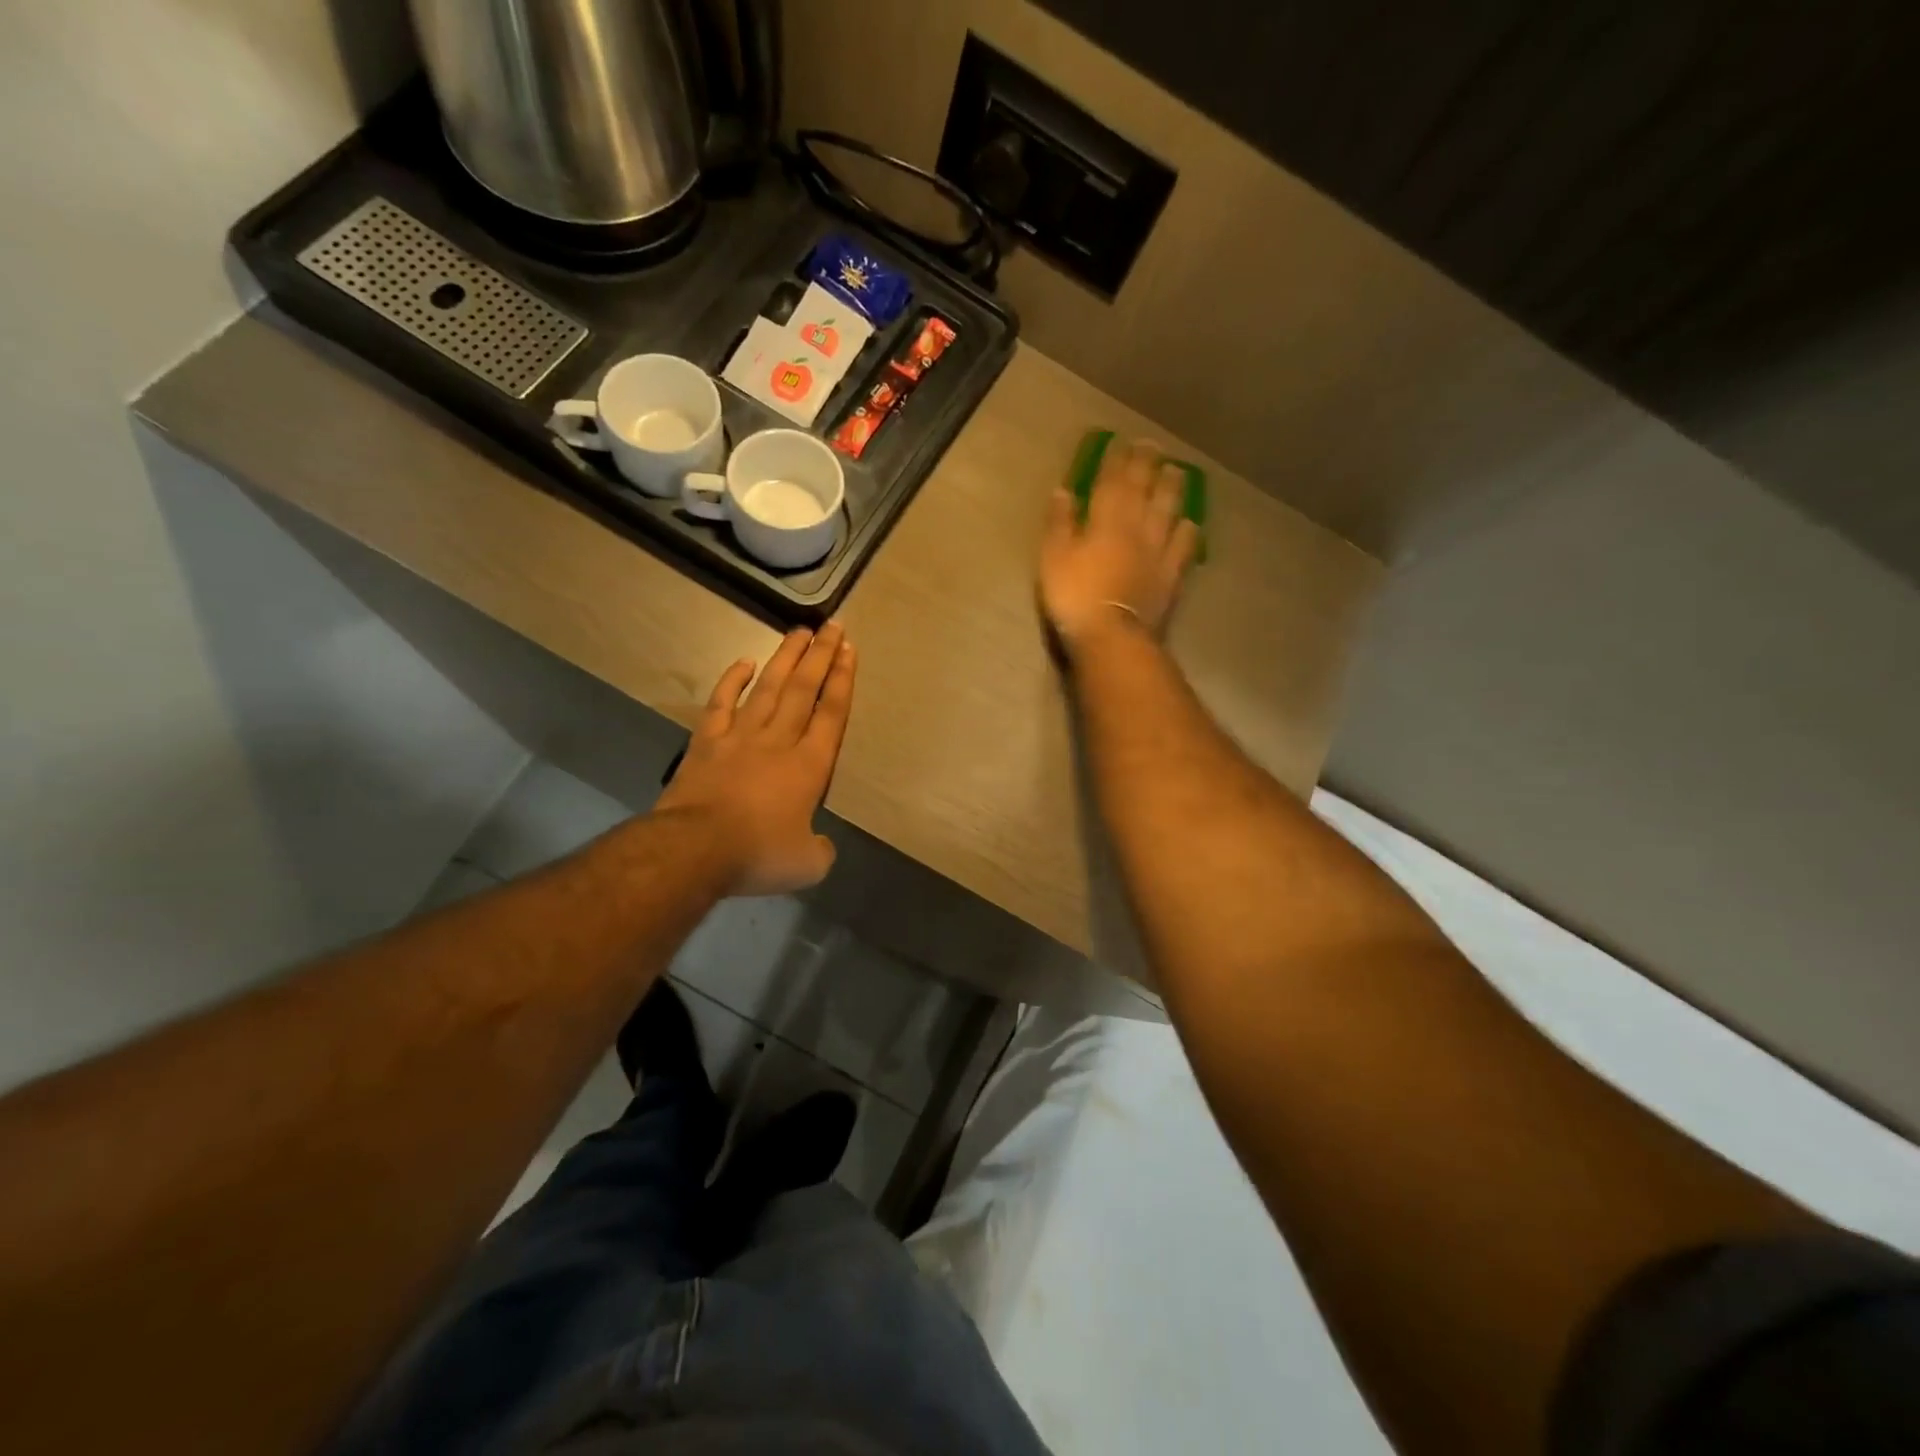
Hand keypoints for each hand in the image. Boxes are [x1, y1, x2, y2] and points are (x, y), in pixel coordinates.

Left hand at [655, 623, 857, 895]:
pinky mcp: (707, 742)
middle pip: (804, 690)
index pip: (832, 714)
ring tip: (799, 631)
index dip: (843, 680)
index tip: (849, 650)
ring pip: (768, 688)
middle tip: (833, 625)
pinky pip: (721, 703)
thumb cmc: (757, 854)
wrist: (693, 849)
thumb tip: (819, 845)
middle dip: (821, 656)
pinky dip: (732, 681)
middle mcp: (779, 741)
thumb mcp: (807, 865)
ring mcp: (740, 737)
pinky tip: (744, 662)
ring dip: (785, 658)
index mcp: (809, 766)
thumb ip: (820, 850)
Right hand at [1039, 437, 1200, 654]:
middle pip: (1144, 489)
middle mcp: (1137, 527)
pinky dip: (1189, 531)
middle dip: (1146, 465)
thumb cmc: (1075, 596)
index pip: (1111, 480)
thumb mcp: (1053, 558)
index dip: (1116, 460)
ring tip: (1176, 471)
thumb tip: (1063, 490)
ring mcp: (1159, 551)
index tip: (1120, 441)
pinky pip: (1185, 547)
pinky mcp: (1172, 576)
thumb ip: (1060, 523)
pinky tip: (1192, 523)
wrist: (1113, 637)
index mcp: (1105, 519)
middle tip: (1152, 445)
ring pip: (1169, 511)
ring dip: (1172, 489)